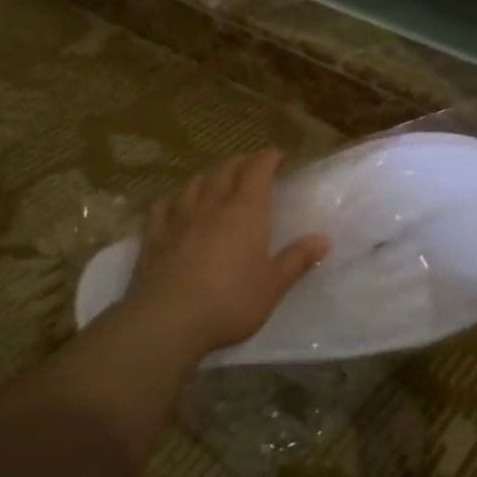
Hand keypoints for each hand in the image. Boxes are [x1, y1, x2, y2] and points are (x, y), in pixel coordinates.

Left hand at [121, 149, 328, 356]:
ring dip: (210, 178)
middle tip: (253, 167)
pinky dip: (173, 200)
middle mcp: (212, 205)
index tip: (279, 156)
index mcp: (246, 211)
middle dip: (242, 163)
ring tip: (217, 183)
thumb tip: (323, 239)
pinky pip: (162, 206)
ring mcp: (178, 218)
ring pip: (195, 184)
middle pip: (227, 170)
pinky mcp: (153, 236)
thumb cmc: (231, 301)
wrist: (168, 320)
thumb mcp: (273, 285)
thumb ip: (297, 260)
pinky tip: (174, 206)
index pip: (258, 170)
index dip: (269, 158)